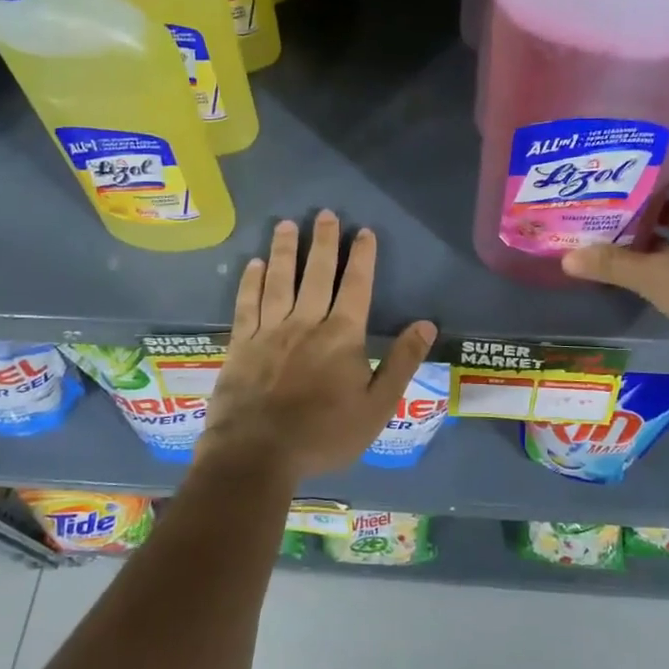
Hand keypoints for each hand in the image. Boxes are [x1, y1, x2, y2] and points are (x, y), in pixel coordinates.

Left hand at [199, 211, 436, 485]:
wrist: (257, 454)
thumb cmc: (324, 435)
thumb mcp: (377, 406)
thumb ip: (402, 363)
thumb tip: (426, 324)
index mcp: (342, 336)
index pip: (356, 286)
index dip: (362, 257)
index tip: (364, 231)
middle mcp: (306, 322)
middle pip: (317, 273)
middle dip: (323, 242)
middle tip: (326, 214)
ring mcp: (269, 330)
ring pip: (279, 280)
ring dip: (284, 250)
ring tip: (287, 224)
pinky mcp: (241, 343)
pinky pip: (247, 303)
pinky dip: (251, 281)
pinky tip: (254, 263)